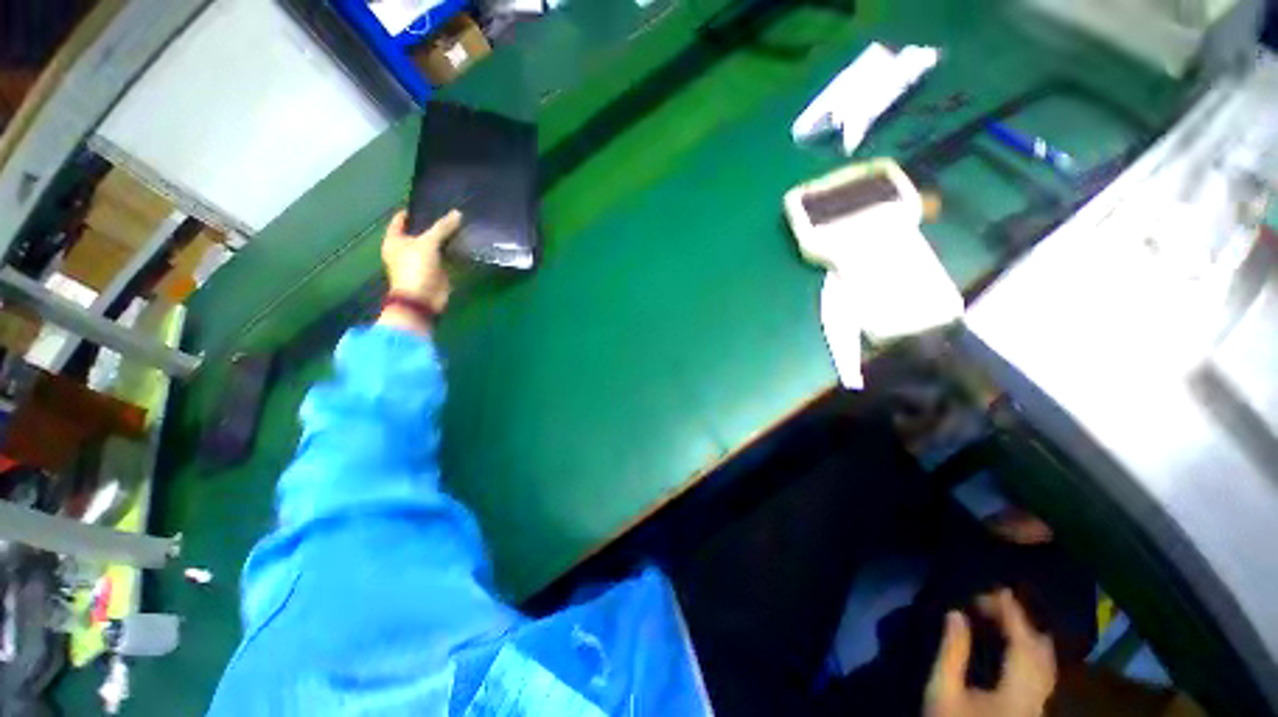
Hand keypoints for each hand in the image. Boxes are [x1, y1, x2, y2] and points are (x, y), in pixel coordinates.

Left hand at [378, 209, 460, 334]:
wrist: (423, 299)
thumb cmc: (415, 268)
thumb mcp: (427, 244)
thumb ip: (442, 228)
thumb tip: (458, 213)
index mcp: (394, 240)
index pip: (401, 219)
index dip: (413, 209)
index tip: (429, 201)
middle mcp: (406, 248)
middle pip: (420, 231)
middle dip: (433, 223)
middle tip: (450, 211)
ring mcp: (422, 260)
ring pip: (434, 243)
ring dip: (445, 237)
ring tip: (460, 224)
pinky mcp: (436, 270)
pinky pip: (445, 256)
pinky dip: (452, 250)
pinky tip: (463, 242)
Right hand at [924, 589, 1056, 716]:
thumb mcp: (942, 690)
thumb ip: (952, 651)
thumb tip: (956, 613)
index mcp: (1017, 693)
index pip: (1023, 645)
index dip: (1014, 615)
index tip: (998, 590)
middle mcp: (1037, 698)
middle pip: (1042, 654)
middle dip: (1022, 622)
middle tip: (995, 600)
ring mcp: (1038, 705)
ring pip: (1046, 664)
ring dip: (1029, 636)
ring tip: (1004, 615)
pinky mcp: (1033, 708)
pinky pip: (1042, 672)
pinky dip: (1031, 651)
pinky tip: (1016, 643)